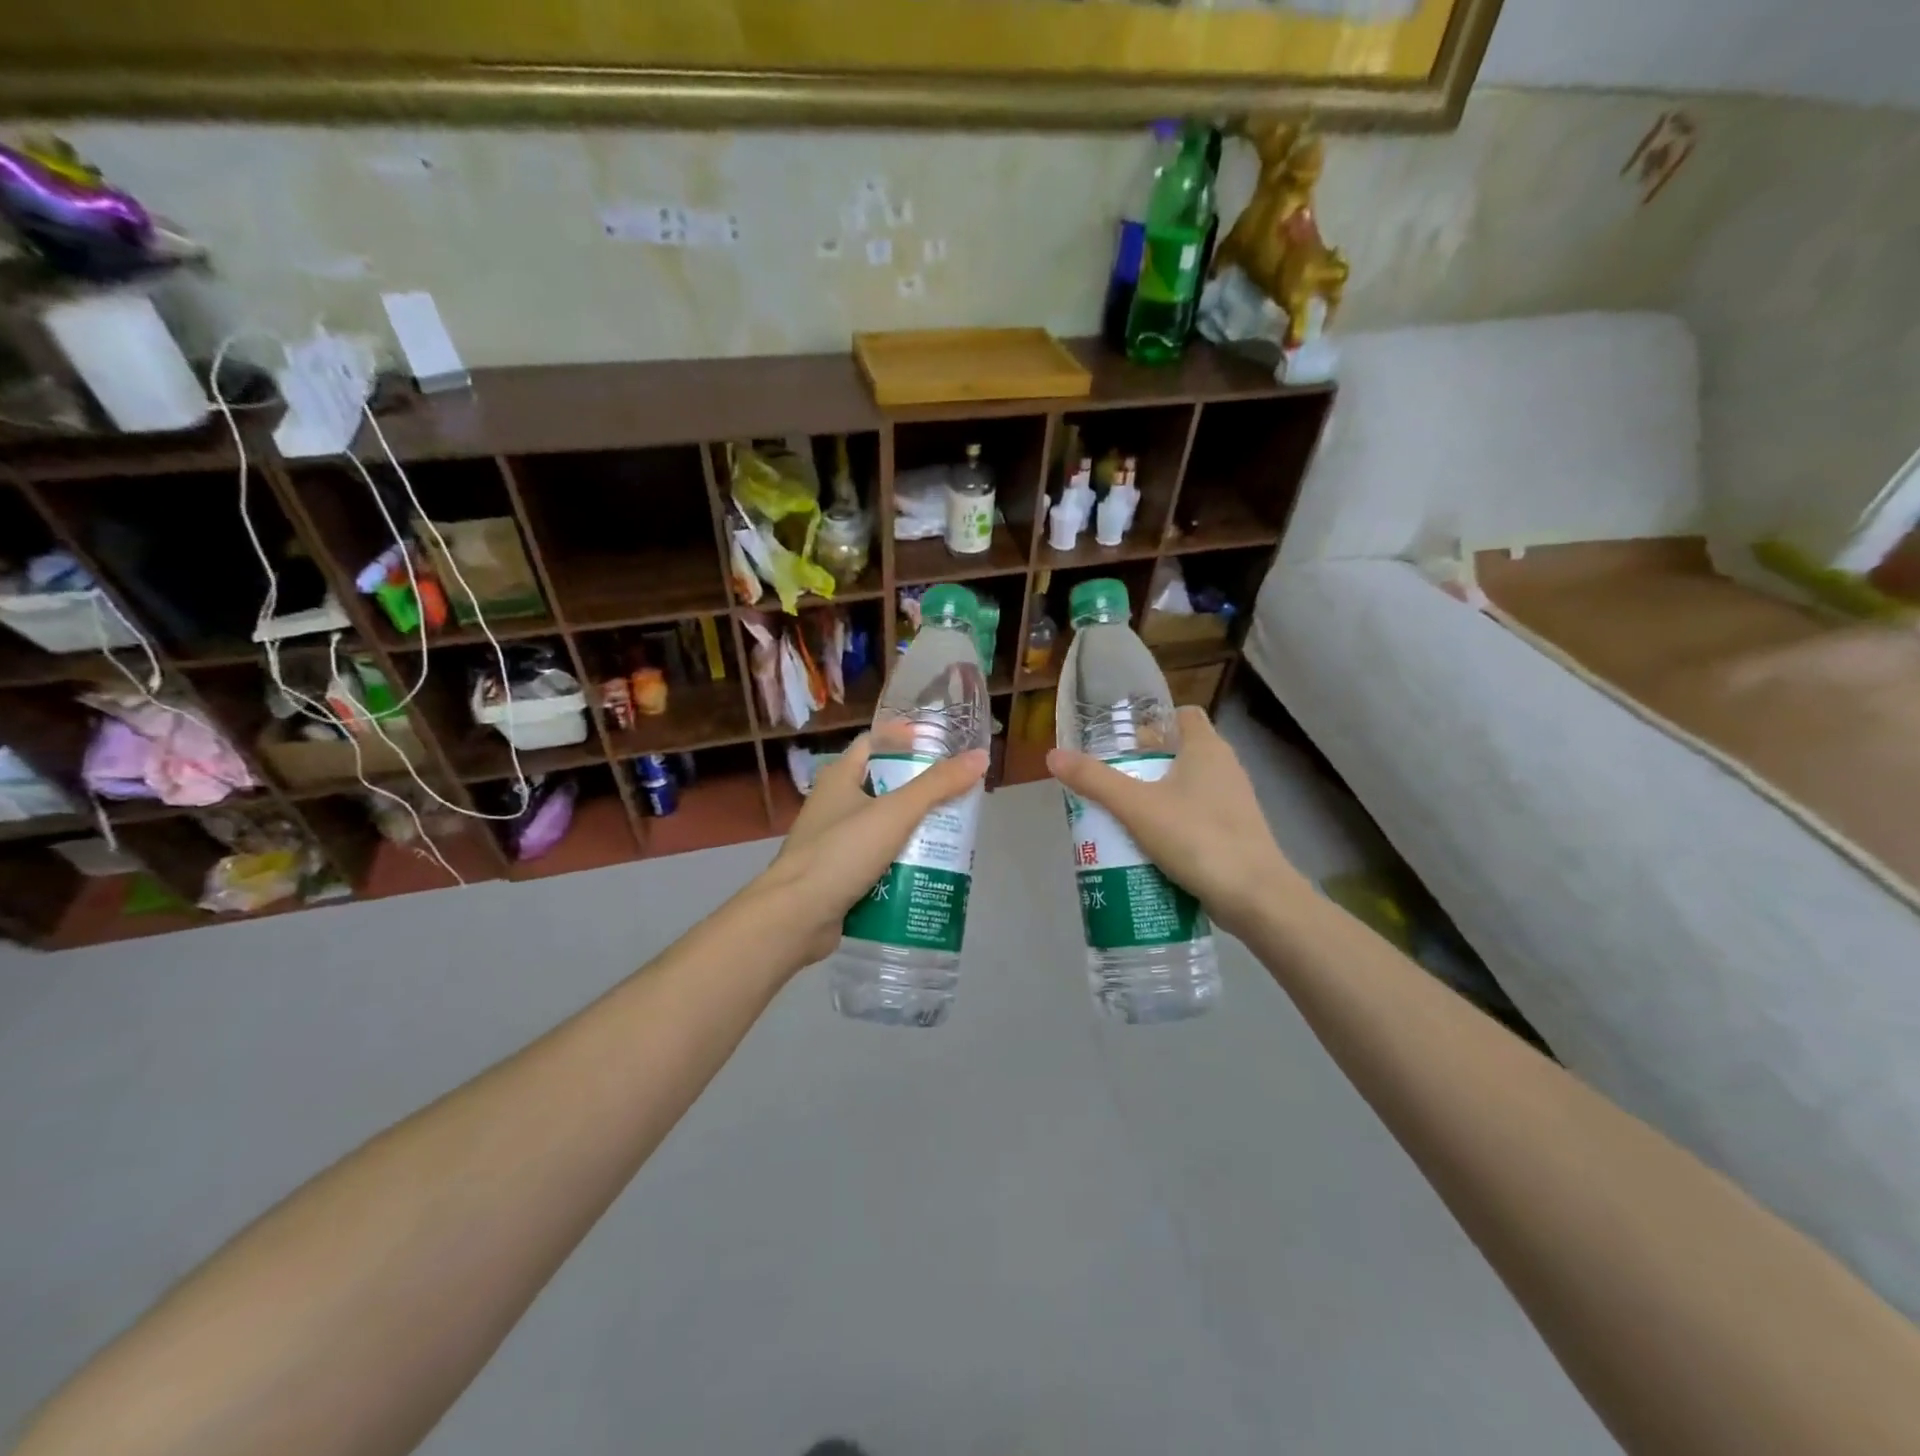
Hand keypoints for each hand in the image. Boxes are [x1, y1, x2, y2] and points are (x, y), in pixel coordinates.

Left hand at [751, 735, 988, 969]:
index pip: (874, 744)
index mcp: (839, 777)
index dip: (906, 740)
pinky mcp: (839, 875)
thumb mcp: (895, 813)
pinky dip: (900, 864)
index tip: (941, 747)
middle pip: (884, 787)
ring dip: (914, 831)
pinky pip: (877, 861)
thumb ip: (938, 785)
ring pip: (883, 827)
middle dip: (921, 792)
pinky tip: (928, 871)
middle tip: (958, 797)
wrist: (796, 917)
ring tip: (952, 835)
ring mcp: (834, 842)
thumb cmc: (841, 852)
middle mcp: (834, 804)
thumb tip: (980, 757)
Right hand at [1047, 706, 1305, 937]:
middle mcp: (1225, 768)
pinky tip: (1147, 848)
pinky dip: (1173, 827)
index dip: (1152, 722)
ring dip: (1156, 800)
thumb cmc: (1197, 838)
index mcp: (1207, 748)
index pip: (1182, 715)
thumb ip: (1094, 781)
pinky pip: (1196, 820)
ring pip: (1186, 790)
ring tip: (1119, 817)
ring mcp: (1233, 804)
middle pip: (1178, 754)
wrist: (1255, 897)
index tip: (1122, 742)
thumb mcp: (1136, 807)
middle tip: (1108, 783)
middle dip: (1143, 766)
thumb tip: (1052, 756)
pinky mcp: (1235, 835)